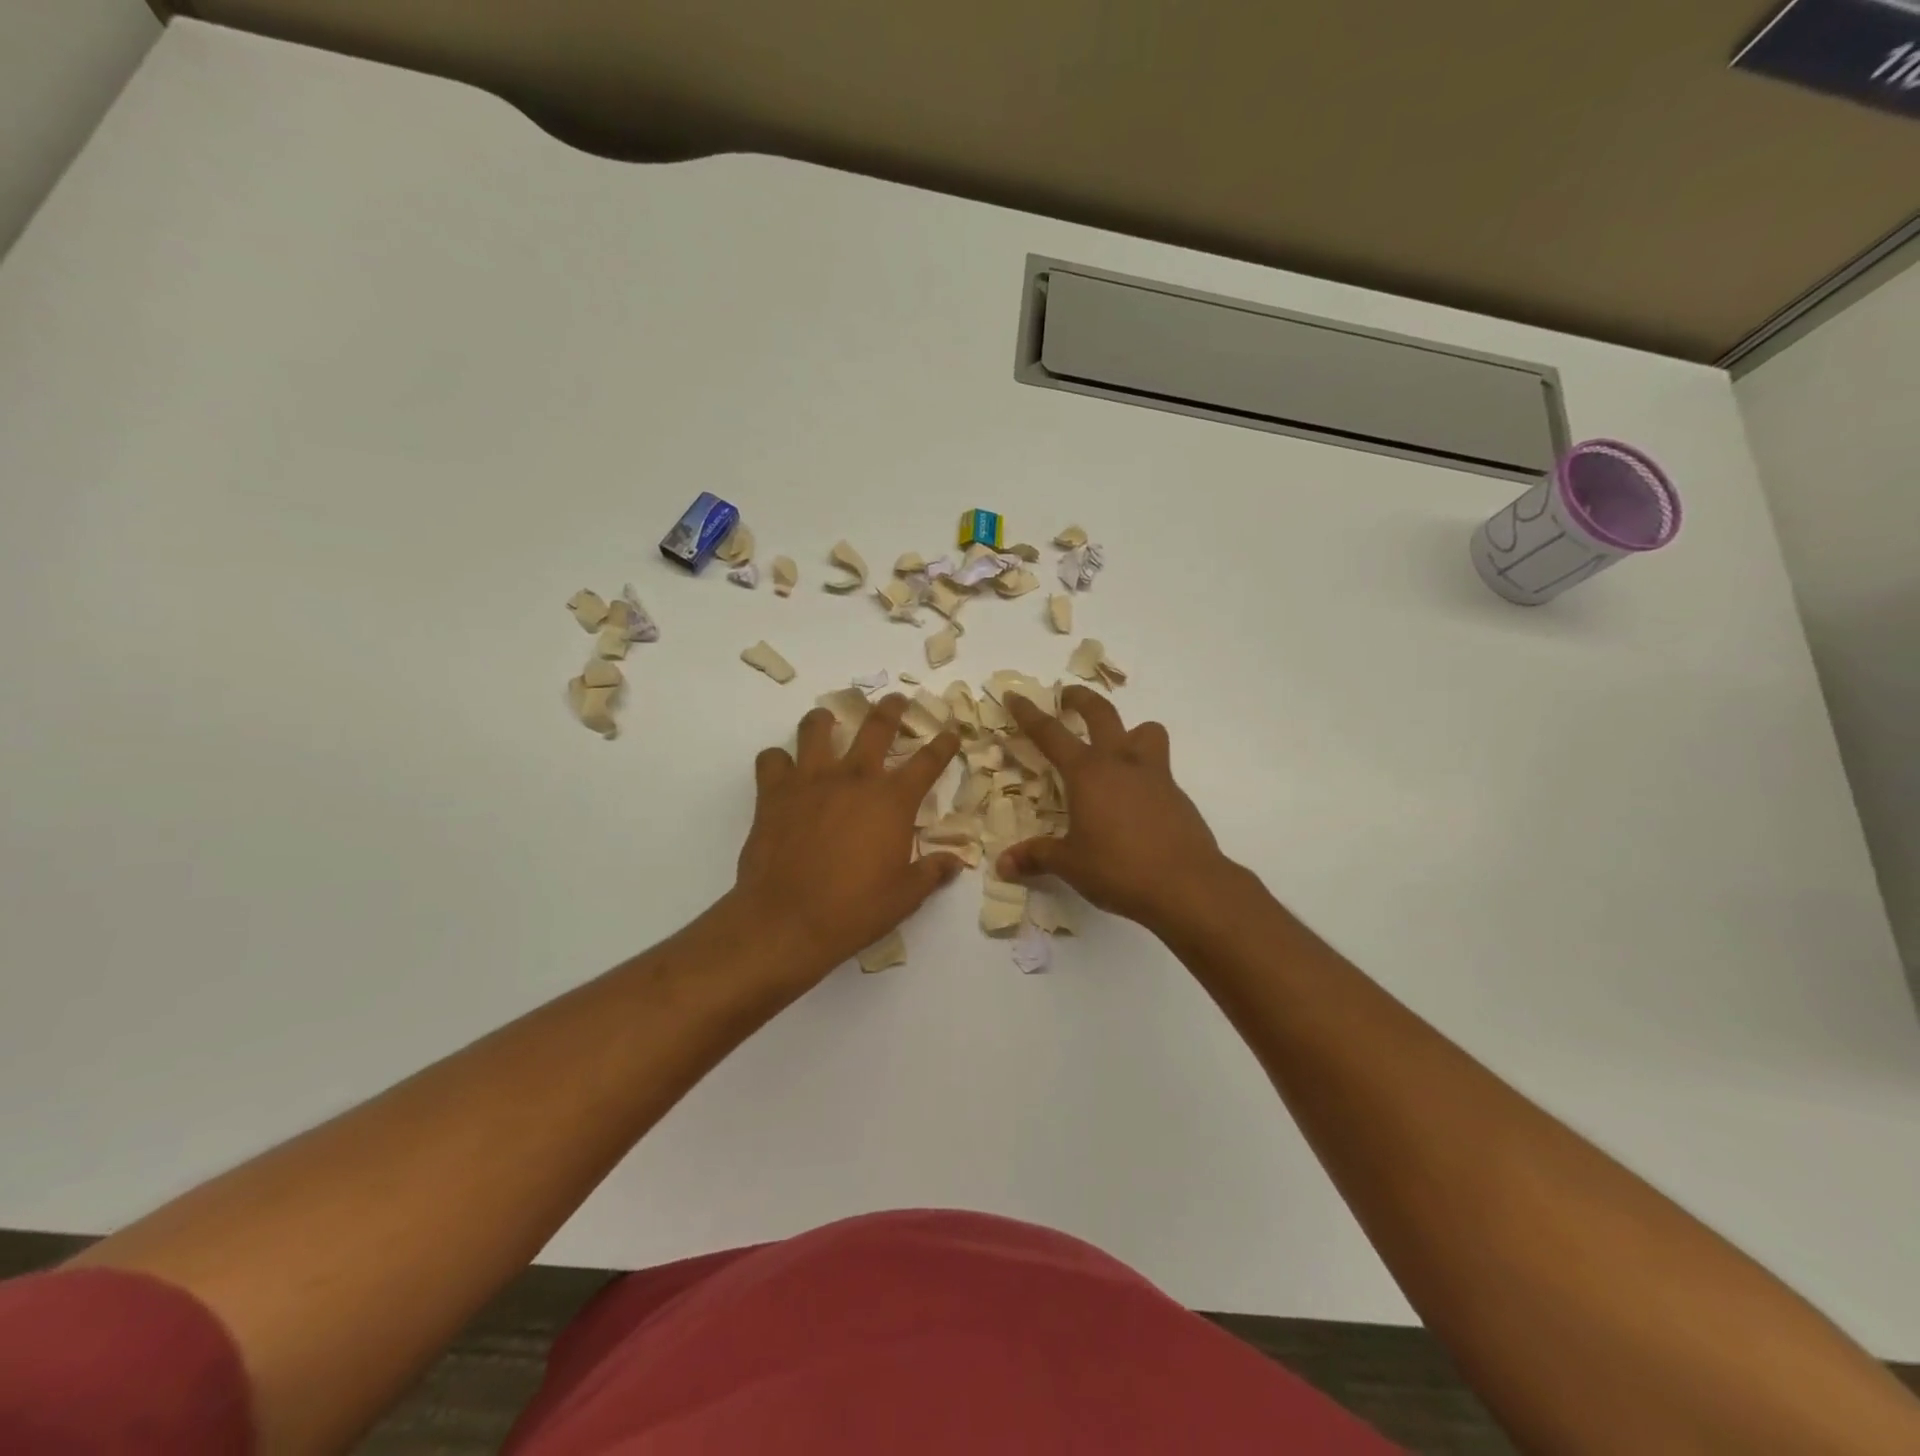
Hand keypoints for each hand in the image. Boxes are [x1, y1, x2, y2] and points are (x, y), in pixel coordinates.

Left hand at [732, 694, 963, 985]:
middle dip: (891, 708)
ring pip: (817, 728)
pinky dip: (778, 760)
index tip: (951, 732)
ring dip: (825, 720)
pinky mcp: (774, 793)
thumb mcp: (905, 896)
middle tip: (896, 700)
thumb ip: (932, 872)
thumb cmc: (854, 909)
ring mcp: (810, 780)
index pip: (928, 761)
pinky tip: (782, 769)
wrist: (787, 920)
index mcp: (892, 800)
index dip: (943, 744)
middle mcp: (854, 778)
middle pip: (877, 726)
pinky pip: (771, 759)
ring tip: (827, 719)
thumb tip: (955, 863)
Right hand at [999, 687, 1233, 933]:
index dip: (1029, 714)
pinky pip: (1159, 767)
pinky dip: (1143, 772)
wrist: (1187, 885)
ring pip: (1145, 731)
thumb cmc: (1119, 869)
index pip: (1050, 733)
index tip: (1014, 696)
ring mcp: (1154, 775)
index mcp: (1088, 773)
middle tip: (1067, 697)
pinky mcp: (1177, 795)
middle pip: (1101, 713)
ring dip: (1129, 730)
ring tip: (1116, 748)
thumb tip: (1003, 864)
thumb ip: (1037, 857)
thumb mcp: (1070, 865)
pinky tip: (1134, 801)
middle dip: (1081, 700)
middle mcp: (1121, 763)